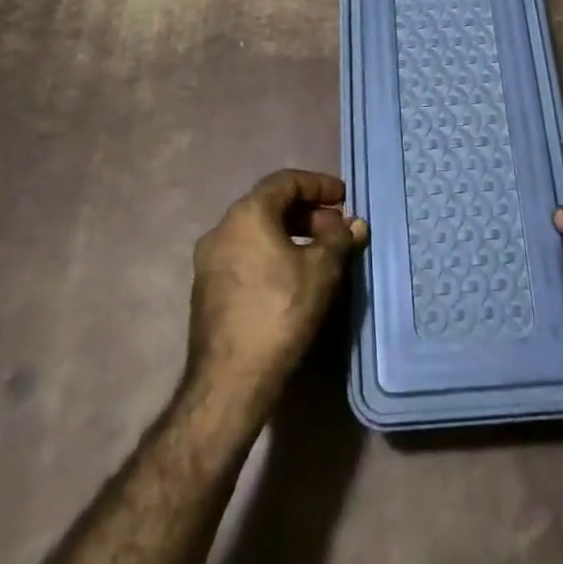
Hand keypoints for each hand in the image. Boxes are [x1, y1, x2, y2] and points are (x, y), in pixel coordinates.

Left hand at [186, 170, 367, 408]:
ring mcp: (209, 260)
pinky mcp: (207, 289)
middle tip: (337, 230)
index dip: (319, 185)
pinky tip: (293, 277)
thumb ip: (340, 240)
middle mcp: (222, 229)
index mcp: (246, 214)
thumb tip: (355, 224)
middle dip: (307, 213)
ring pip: (256, 232)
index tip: (344, 198)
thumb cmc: (279, 313)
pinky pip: (245, 255)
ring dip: (290, 234)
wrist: (229, 382)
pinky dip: (272, 254)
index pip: (286, 181)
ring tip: (320, 254)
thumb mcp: (321, 271)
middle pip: (269, 205)